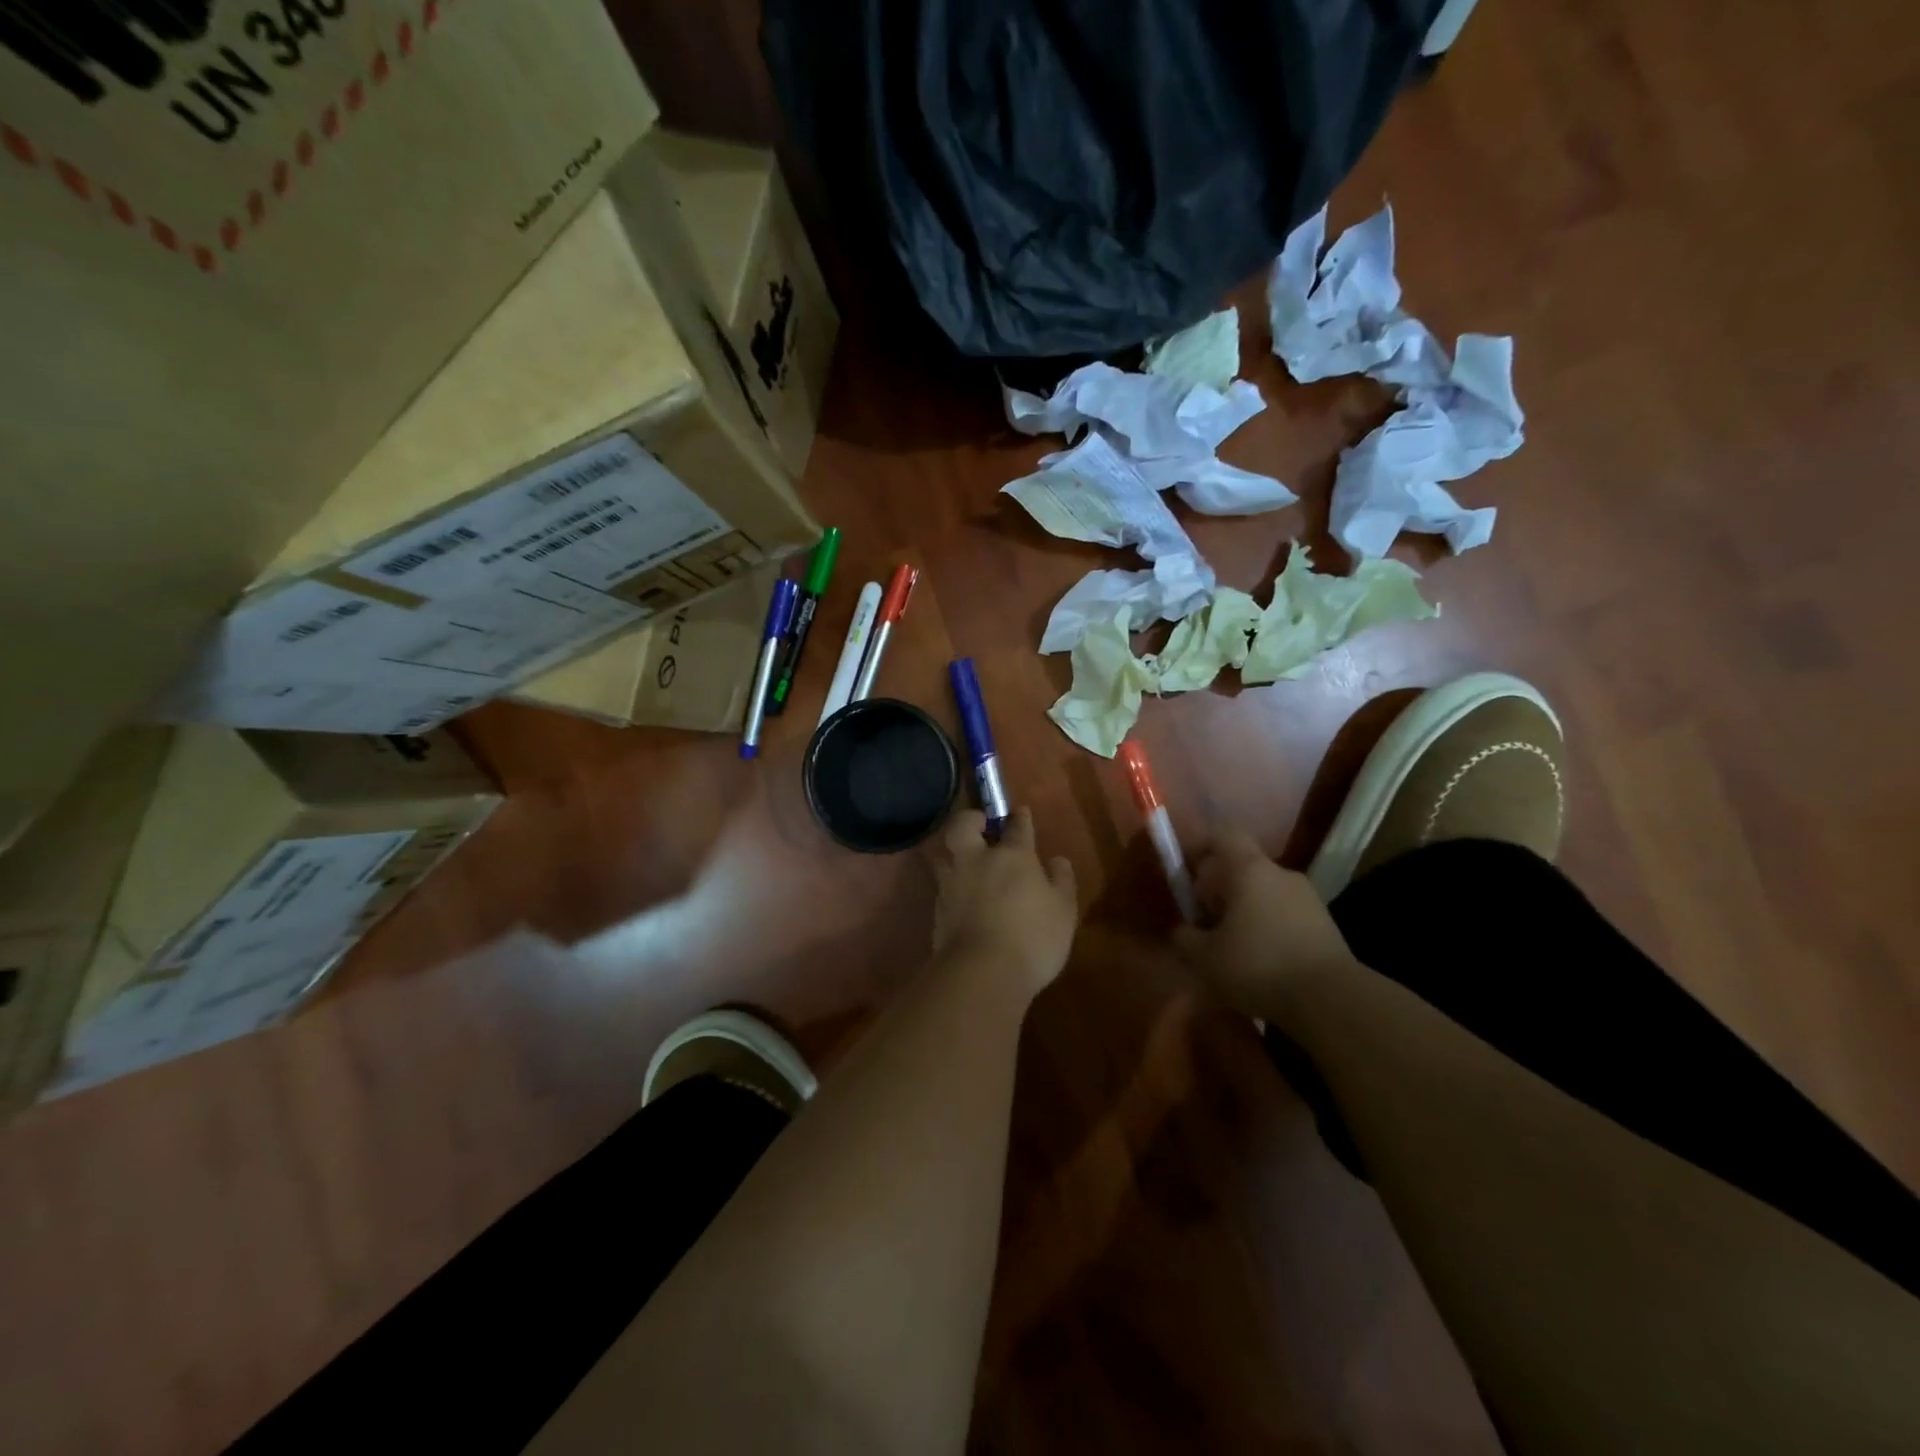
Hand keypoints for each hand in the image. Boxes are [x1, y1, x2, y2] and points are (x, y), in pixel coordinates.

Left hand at [933, 808, 1078, 994]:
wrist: (981, 973)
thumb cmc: (1032, 937)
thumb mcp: (1063, 910)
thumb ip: (1061, 881)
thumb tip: (1057, 860)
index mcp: (1012, 855)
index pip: (1016, 826)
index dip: (1019, 817)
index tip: (1020, 813)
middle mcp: (977, 861)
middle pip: (964, 825)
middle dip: (972, 819)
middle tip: (982, 826)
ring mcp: (952, 884)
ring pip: (947, 855)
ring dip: (957, 854)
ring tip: (970, 865)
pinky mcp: (937, 910)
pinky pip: (944, 886)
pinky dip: (954, 886)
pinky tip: (964, 899)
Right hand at [1173, 829, 1358, 1016]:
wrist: (1333, 1000)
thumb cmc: (1259, 966)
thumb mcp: (1206, 958)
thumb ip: (1185, 938)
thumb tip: (1183, 930)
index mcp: (1248, 869)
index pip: (1223, 835)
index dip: (1202, 847)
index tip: (1189, 875)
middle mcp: (1280, 873)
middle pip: (1243, 867)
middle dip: (1221, 890)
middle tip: (1207, 924)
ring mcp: (1308, 897)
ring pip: (1264, 893)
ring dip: (1246, 912)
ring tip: (1235, 949)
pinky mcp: (1325, 924)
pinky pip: (1285, 915)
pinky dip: (1270, 929)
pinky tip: (1264, 963)